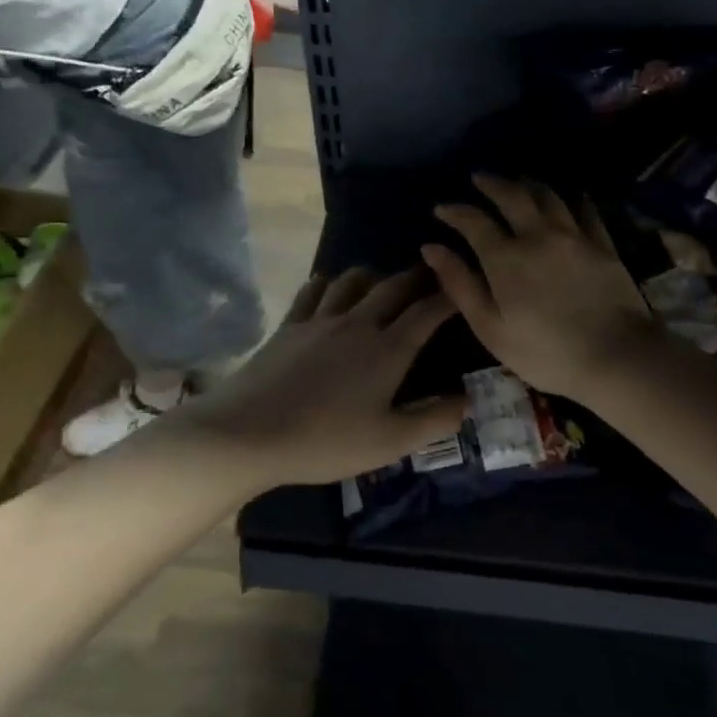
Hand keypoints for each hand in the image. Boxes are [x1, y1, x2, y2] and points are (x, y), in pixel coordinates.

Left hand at [169, 268, 463, 485]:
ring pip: (352, 281)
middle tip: (430, 274)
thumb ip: (433, 421)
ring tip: (380, 280)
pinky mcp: (289, 325)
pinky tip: (327, 286)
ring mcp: (319, 320)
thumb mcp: (389, 442)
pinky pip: (312, 291)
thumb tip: (467, 400)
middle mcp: (357, 323)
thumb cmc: (325, 441)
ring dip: (373, 275)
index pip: (427, 313)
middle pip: (392, 287)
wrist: (249, 433)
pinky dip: (327, 283)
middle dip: (416, 277)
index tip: (463, 289)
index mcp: (388, 350)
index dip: (449, 298)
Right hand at [423, 175, 662, 400]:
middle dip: (492, 184)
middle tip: (480, 177)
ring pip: (549, 196)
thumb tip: (431, 248)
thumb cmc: (544, 352)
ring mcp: (575, 236)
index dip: (455, 211)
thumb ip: (460, 284)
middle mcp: (538, 235)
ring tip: (520, 181)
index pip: (474, 221)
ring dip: (529, 185)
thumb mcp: (490, 327)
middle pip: (513, 196)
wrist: (617, 357)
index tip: (441, 208)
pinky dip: (574, 199)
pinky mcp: (604, 245)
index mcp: (505, 257)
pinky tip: (572, 197)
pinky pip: (586, 211)